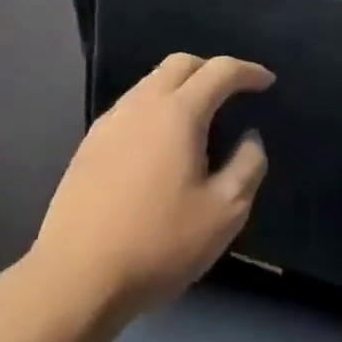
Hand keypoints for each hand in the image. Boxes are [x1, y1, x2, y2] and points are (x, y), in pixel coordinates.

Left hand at [30, 53, 273, 319]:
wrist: (75, 277)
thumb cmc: (158, 244)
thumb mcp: (224, 213)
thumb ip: (247, 167)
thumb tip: (250, 139)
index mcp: (178, 113)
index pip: (219, 71)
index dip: (248, 71)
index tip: (266, 82)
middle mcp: (141, 105)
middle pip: (180, 64)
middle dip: (211, 68)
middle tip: (233, 91)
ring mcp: (109, 123)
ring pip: (151, 83)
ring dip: (181, 86)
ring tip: (199, 117)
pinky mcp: (88, 145)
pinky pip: (131, 107)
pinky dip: (156, 107)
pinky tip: (161, 142)